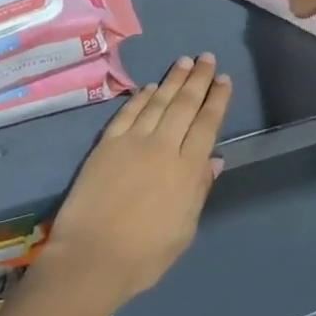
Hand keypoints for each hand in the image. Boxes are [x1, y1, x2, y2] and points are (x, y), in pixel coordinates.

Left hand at [37, 54, 231, 313]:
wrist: (91, 258)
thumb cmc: (144, 255)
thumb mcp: (184, 230)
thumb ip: (199, 190)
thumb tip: (215, 159)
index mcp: (186, 170)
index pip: (207, 125)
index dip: (217, 100)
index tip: (224, 79)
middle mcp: (162, 147)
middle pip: (184, 105)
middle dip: (198, 79)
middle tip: (207, 57)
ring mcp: (132, 142)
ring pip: (157, 102)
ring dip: (172, 80)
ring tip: (184, 61)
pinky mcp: (106, 144)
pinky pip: (127, 113)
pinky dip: (140, 97)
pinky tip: (149, 87)